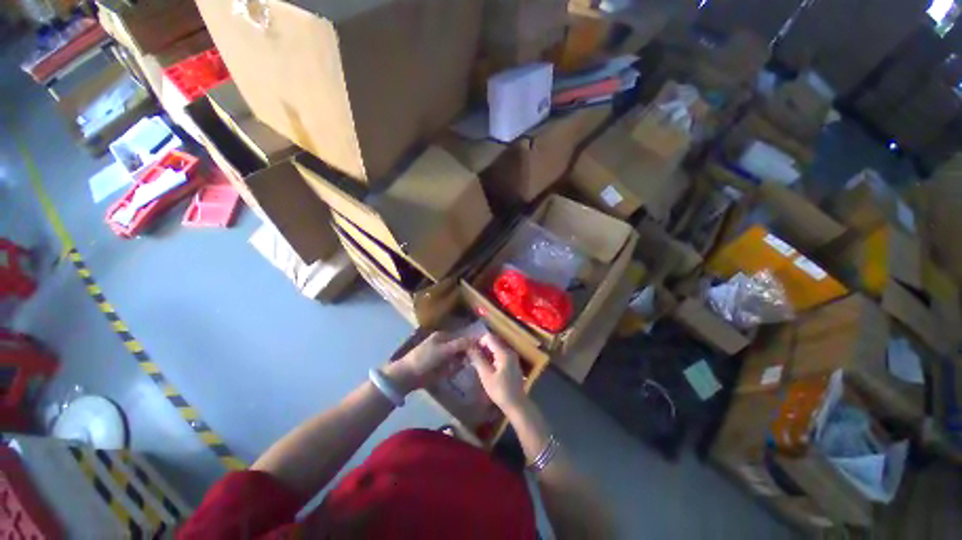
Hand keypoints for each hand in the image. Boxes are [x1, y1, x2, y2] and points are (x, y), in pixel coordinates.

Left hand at [385, 332, 472, 393]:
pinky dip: (456, 369)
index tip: (480, 349)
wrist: (408, 376)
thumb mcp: (444, 349)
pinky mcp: (441, 368)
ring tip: (465, 366)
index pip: (461, 337)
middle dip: (467, 353)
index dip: (470, 342)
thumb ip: (461, 344)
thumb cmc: (425, 358)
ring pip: (458, 358)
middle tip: (474, 360)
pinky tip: (457, 371)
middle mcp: (444, 344)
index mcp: (443, 336)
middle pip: (461, 347)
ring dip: (462, 362)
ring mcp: (443, 357)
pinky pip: (453, 367)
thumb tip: (477, 340)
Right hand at [467, 333, 527, 414]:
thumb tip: (469, 347)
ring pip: (496, 347)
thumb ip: (478, 359)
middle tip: (472, 357)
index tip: (471, 352)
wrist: (517, 404)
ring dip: (486, 352)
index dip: (478, 342)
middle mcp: (509, 351)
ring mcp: (512, 356)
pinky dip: (492, 357)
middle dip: (482, 347)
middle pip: (493, 341)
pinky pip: (500, 353)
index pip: (489, 337)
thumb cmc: (500, 391)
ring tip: (477, 363)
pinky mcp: (512, 362)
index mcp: (504, 352)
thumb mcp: (486, 375)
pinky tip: (486, 367)